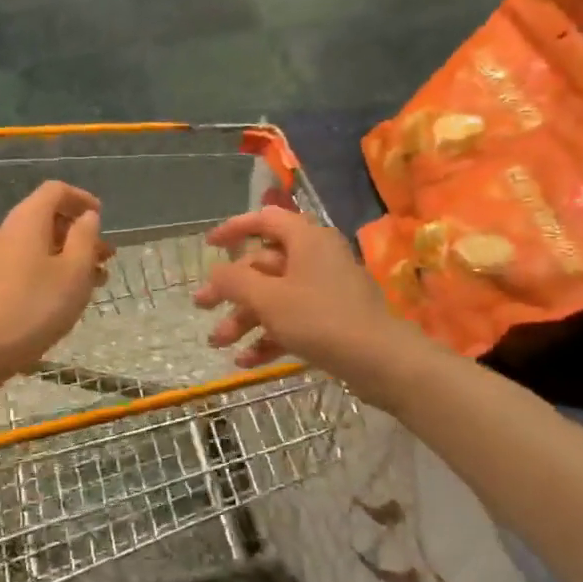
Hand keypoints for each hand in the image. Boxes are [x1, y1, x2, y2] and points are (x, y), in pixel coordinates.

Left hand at [0, 181, 108, 379]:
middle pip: (45, 218)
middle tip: (105, 258)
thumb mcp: (74, 272)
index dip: (82, 199)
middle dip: (79, 234)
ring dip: (66, 256)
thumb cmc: (33, 308)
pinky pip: (22, 263)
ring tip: (92, 283)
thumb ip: (85, 238)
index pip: (55, 191)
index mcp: (26, 220)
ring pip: (36, 244)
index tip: (102, 218)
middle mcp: (4, 230)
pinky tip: (62, 297)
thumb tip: (87, 216)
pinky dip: (47, 270)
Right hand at [194, 206, 428, 401]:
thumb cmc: (320, 319)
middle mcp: (317, 257)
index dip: (233, 229)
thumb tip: (215, 273)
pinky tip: (246, 361)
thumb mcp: (267, 298)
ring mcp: (327, 289)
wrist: (381, 361)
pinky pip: (293, 320)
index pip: (264, 220)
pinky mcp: (333, 319)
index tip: (208, 245)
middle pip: (264, 265)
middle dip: (231, 290)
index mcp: (306, 239)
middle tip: (201, 307)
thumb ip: (234, 281)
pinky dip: (269, 336)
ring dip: (244, 319)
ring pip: (275, 296)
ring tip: (218, 343)